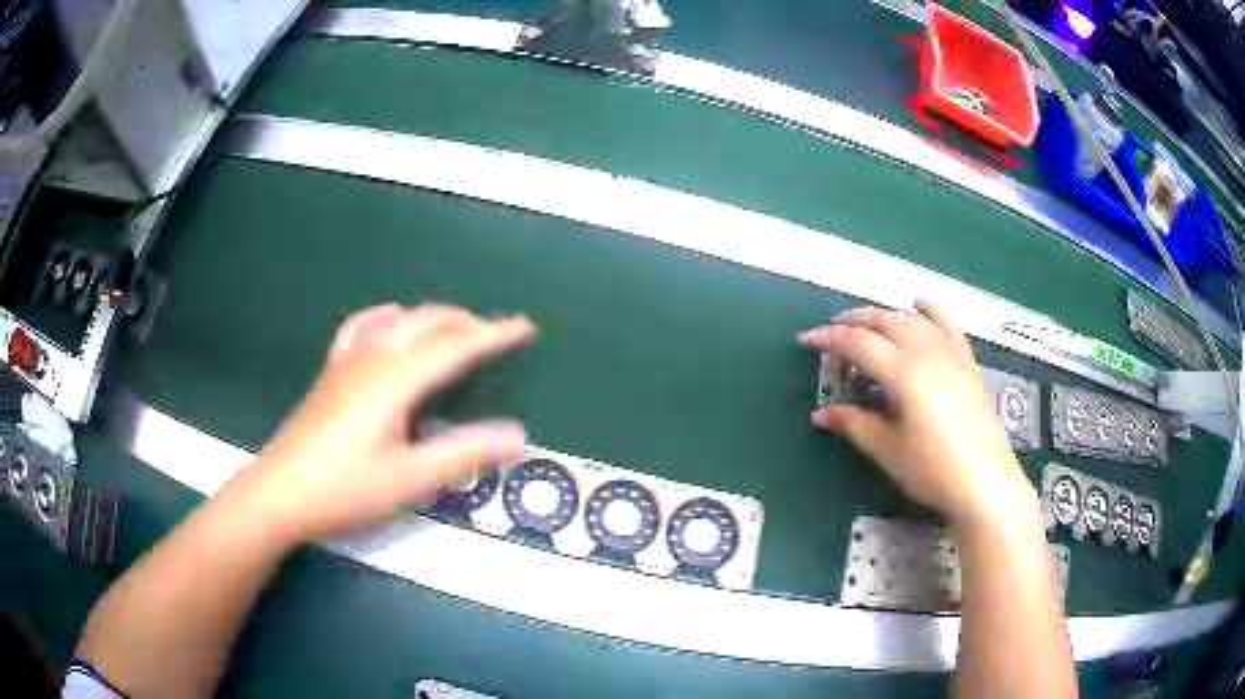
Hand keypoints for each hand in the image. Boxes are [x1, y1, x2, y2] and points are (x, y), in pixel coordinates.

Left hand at [220, 303, 534, 543]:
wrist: (279, 494)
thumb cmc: (344, 490)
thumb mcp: (408, 480)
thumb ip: (463, 454)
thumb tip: (517, 437)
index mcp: (394, 382)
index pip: (454, 347)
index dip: (493, 336)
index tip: (524, 327)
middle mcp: (372, 360)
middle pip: (426, 323)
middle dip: (466, 322)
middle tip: (496, 335)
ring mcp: (347, 363)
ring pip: (398, 322)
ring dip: (433, 319)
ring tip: (455, 330)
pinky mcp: (331, 374)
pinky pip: (362, 329)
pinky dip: (386, 319)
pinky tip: (390, 322)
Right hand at [799, 301, 1036, 526]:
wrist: (984, 481)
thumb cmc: (932, 470)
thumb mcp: (887, 450)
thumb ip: (854, 424)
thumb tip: (820, 414)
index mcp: (902, 371)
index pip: (858, 342)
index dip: (828, 338)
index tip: (806, 340)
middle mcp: (926, 351)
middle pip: (885, 321)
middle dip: (854, 321)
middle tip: (832, 333)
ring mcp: (950, 353)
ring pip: (912, 319)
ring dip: (885, 316)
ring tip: (868, 325)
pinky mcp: (967, 363)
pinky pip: (947, 325)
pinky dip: (931, 312)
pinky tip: (922, 305)